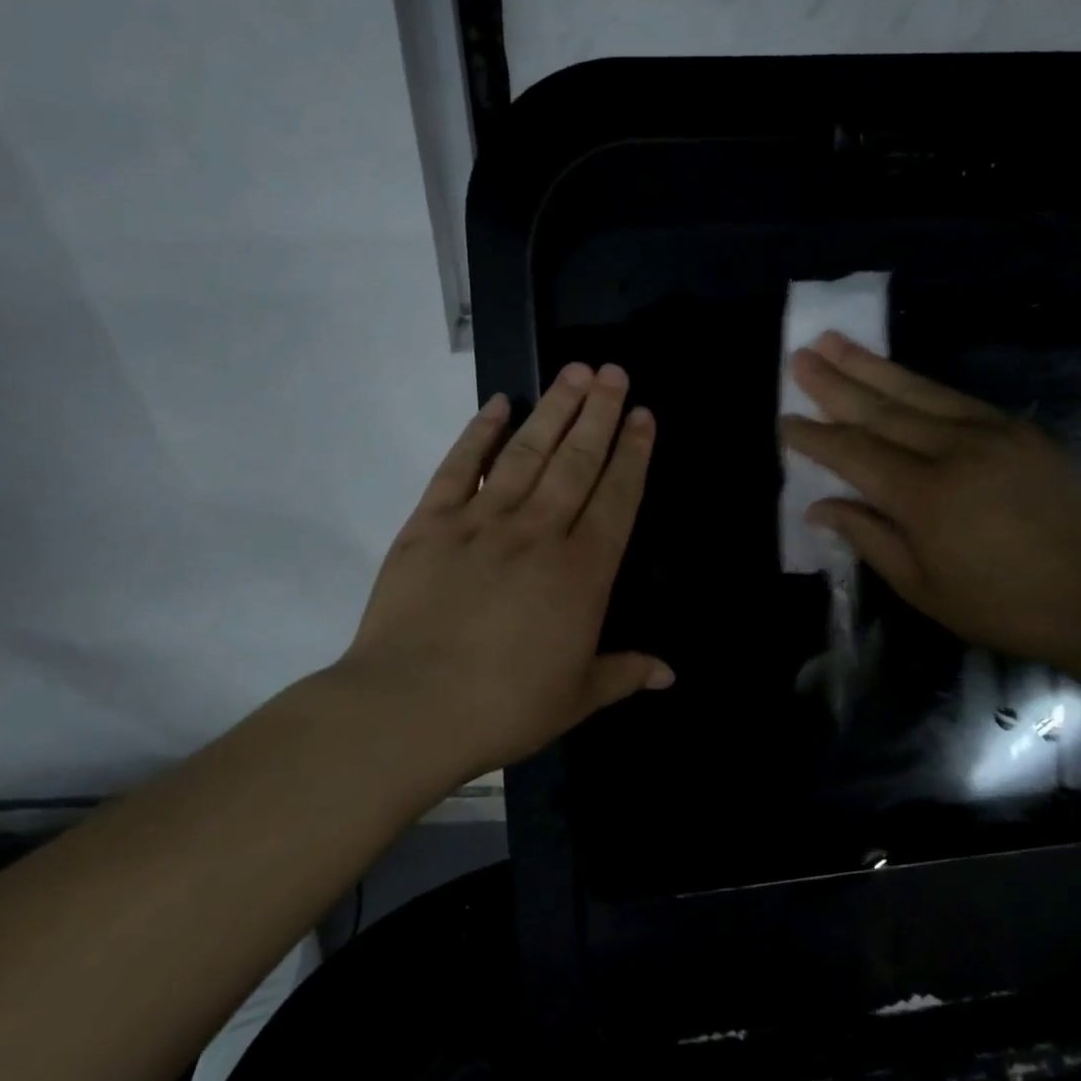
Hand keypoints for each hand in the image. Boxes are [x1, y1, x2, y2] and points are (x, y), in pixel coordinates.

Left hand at [335, 363, 671, 782]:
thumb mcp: (577, 697)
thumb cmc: (505, 706)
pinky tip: (496, 405)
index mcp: (582, 571)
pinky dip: (477, 434)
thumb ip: (625, 673)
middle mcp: (539, 532)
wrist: (410, 708)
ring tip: (575, 372)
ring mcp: (482, 522)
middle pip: (577, 461)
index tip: (642, 415)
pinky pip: (459, 468)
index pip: (617, 498)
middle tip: (614, 372)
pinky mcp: (430, 524)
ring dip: (554, 410)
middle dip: (600, 413)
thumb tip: (671, 673)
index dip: (633, 453)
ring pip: (527, 452)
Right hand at [780, 333, 1080, 671]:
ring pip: (917, 391)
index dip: (815, 436)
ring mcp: (991, 433)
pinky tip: (896, 374)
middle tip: (800, 356)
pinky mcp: (1018, 429)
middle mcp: (953, 451)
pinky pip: (955, 398)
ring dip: (872, 365)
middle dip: (835, 382)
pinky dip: (917, 384)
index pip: (854, 453)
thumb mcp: (921, 587)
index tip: (784, 420)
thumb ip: (867, 537)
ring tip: (836, 341)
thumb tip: (819, 506)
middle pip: (881, 409)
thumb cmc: (1000, 604)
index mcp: (923, 497)